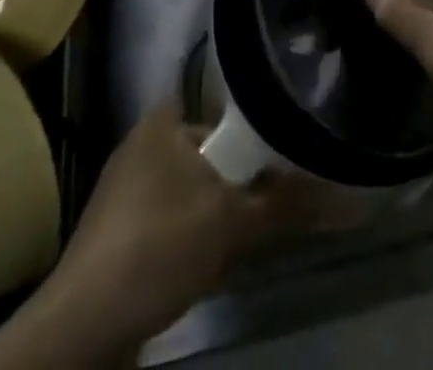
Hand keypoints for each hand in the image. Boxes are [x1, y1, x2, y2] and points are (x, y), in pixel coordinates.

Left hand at [0, 99, 304, 369]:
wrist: (81, 328)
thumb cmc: (159, 246)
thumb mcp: (233, 222)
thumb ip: (288, 203)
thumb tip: (351, 196)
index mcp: (162, 120)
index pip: (221, 103)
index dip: (254, 123)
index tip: (283, 146)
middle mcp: (141, 143)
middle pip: (209, 150)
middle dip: (237, 179)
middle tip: (266, 203)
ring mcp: (123, 191)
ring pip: (191, 190)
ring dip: (216, 213)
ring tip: (240, 239)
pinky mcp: (115, 234)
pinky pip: (169, 220)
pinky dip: (189, 237)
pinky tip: (204, 265)